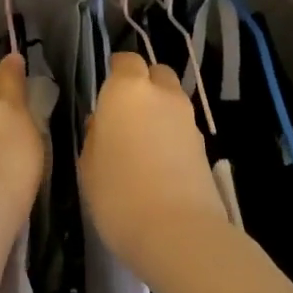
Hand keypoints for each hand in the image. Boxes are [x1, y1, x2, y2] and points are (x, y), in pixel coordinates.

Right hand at [78, 52, 228, 281]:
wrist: (178, 232)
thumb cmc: (118, 194)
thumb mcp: (88, 166)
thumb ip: (95, 136)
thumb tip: (102, 124)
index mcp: (127, 90)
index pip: (125, 61)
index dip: (116, 72)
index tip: (106, 92)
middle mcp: (161, 95)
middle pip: (156, 74)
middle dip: (143, 85)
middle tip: (125, 113)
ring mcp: (188, 119)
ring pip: (173, 100)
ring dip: (159, 111)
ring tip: (142, 142)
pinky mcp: (205, 146)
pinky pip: (183, 127)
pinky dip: (172, 135)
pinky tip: (159, 162)